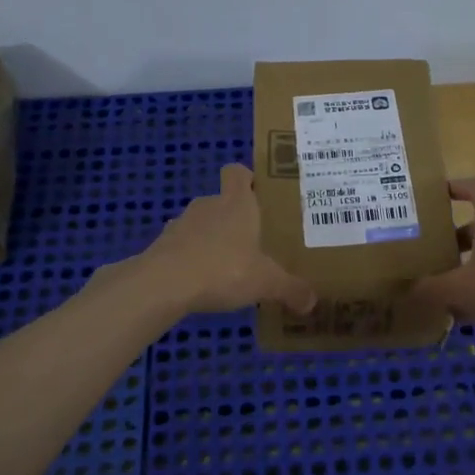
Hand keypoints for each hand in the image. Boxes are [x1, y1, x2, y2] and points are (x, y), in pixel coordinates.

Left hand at [140, 164, 315, 314]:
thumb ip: (291, 289)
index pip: (238, 172)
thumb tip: (312, 302)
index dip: (248, 178)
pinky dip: (192, 258)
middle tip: (254, 241)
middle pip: (222, 200)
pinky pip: (183, 246)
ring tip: (228, 266)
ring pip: (201, 224)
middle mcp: (208, 205)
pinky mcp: (162, 245)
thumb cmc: (223, 269)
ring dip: (212, 239)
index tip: (260, 194)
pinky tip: (202, 282)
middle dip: (236, 218)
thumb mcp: (266, 282)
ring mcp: (181, 224)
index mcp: (237, 203)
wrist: (163, 284)